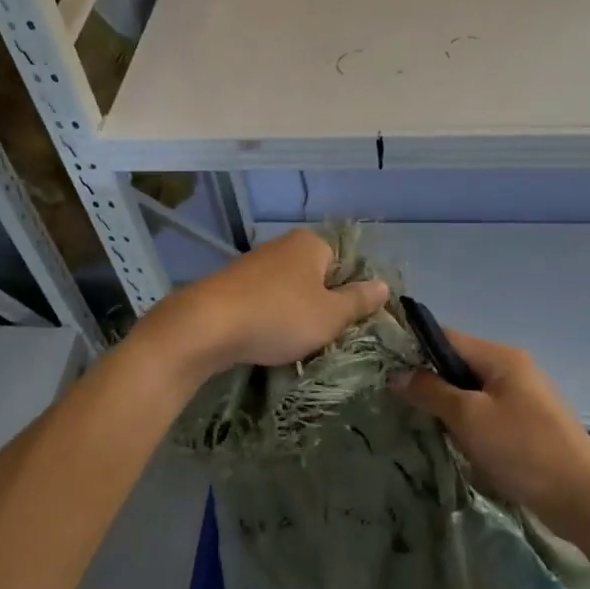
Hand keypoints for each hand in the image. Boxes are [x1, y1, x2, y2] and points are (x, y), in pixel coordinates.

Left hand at [146, 228, 389, 376]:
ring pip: (291, 292)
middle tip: (326, 338)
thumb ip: (359, 300)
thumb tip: (384, 285)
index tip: (351, 325)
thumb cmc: (279, 316)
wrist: (205, 326)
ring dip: (296, 316)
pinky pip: (265, 302)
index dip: (353, 295)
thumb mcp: (330, 315)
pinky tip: (267, 341)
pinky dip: (270, 320)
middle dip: (324, 307)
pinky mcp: (232, 285)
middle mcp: (284, 245)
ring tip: (296, 344)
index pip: (348, 264)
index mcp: (312, 244)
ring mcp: (255, 264)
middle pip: (318, 278)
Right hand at [397, 331, 589, 529]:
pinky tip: (458, 444)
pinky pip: (489, 413)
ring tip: (424, 426)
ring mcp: (525, 396)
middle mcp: (514, 368)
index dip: (415, 350)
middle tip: (401, 405)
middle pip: (460, 364)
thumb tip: (397, 375)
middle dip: (432, 383)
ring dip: (450, 408)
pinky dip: (470, 424)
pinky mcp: (530, 424)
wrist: (584, 498)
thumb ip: (431, 392)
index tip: (387, 371)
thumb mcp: (469, 418)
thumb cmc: (523, 449)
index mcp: (501, 356)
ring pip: (473, 391)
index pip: (447, 337)